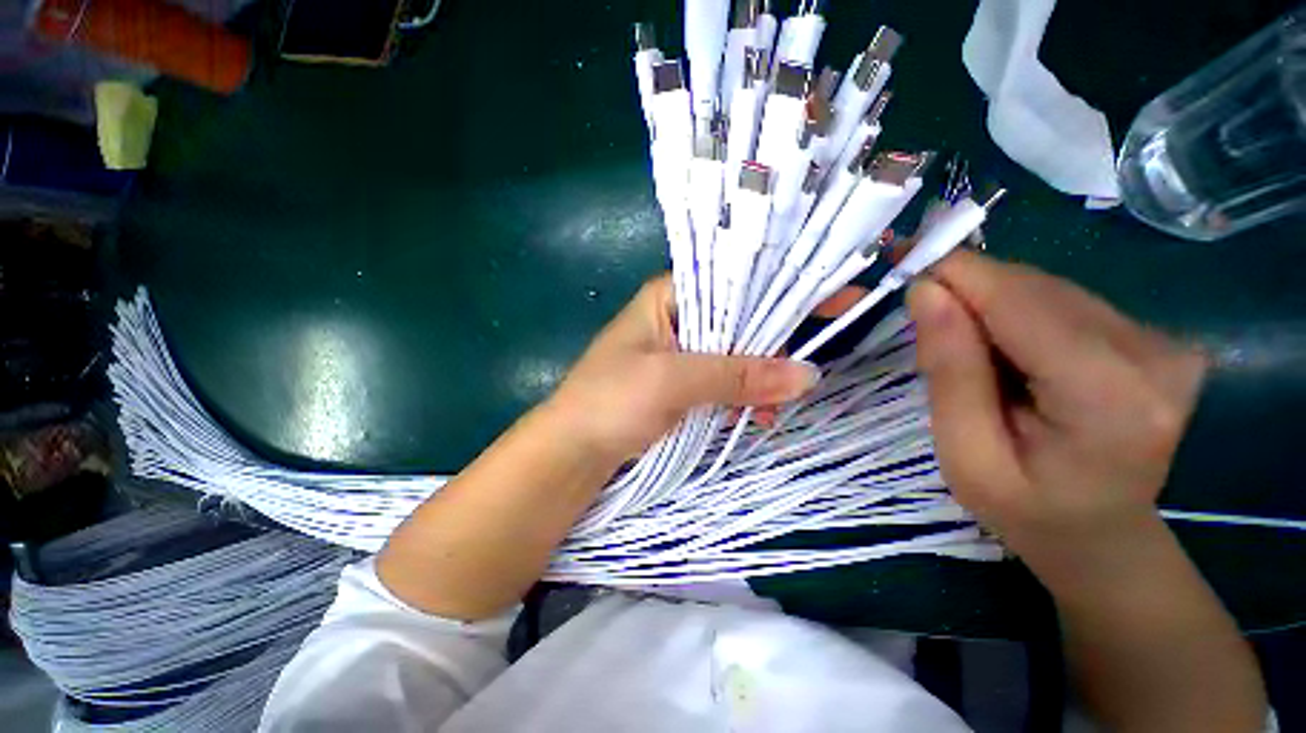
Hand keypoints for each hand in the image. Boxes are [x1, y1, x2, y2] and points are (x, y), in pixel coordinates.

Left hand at [545, 274, 820, 463]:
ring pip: (737, 354)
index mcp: (669, 297)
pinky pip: (725, 381)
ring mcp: (682, 353)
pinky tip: (759, 416)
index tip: (832, 298)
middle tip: (808, 365)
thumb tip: (807, 374)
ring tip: (778, 405)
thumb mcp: (672, 380)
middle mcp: (678, 318)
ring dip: (761, 377)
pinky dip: (745, 396)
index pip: (734, 279)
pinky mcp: (683, 385)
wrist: (574, 451)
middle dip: (774, 343)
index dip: (781, 286)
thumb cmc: (611, 401)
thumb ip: (736, 374)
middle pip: (740, 318)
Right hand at [907, 251, 1206, 569]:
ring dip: (991, 304)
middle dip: (967, 292)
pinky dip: (1019, 313)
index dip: (954, 274)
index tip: (900, 264)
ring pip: (1048, 288)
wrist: (1101, 535)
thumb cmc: (1026, 509)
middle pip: (1034, 288)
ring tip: (965, 347)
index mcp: (1108, 396)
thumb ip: (949, 371)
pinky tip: (1006, 350)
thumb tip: (926, 291)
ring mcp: (1164, 341)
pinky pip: (1065, 301)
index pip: (1018, 301)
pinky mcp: (1156, 336)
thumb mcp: (964, 454)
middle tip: (922, 319)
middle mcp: (1153, 353)